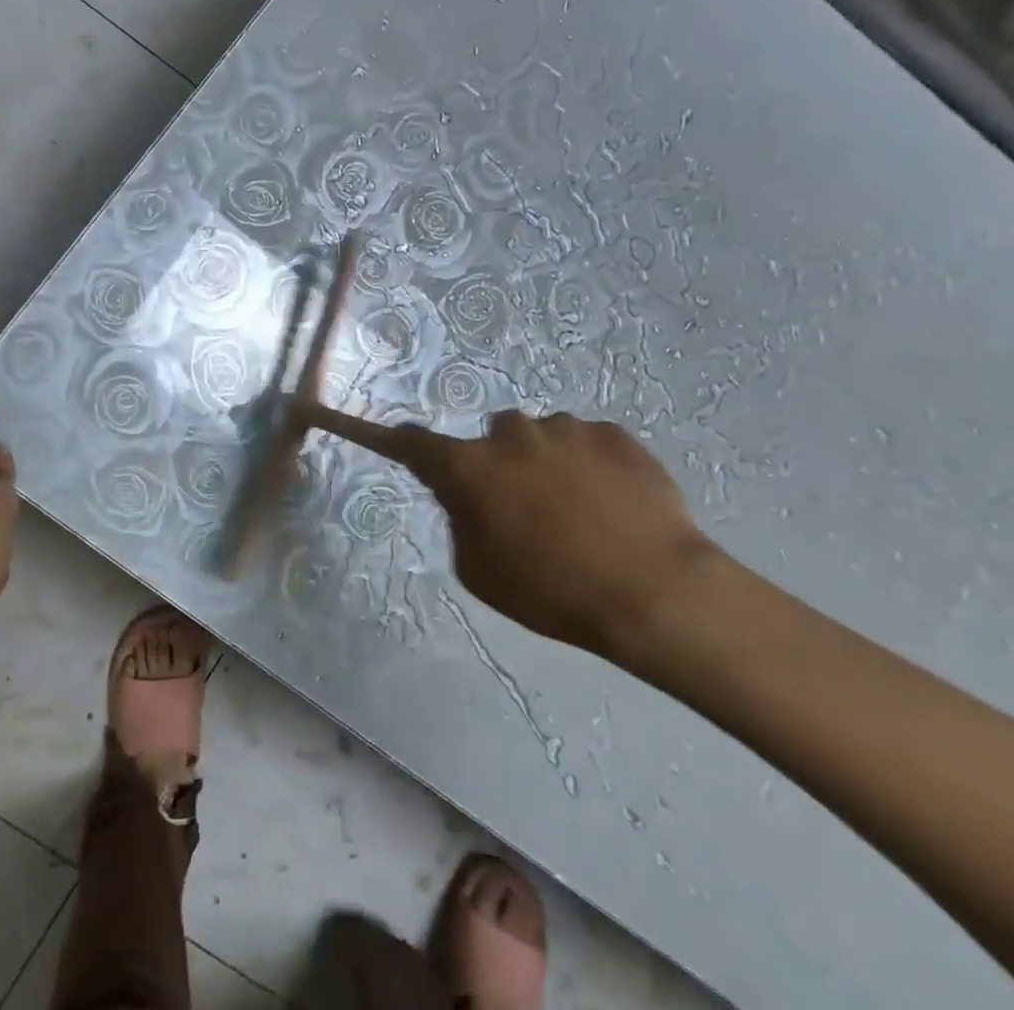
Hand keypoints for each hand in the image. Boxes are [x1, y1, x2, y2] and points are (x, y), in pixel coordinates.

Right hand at [296, 403, 714, 657]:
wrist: (656, 592)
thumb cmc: (553, 591)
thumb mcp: (481, 573)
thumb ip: (460, 523)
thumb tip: (466, 499)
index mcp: (470, 467)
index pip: (411, 443)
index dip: (382, 435)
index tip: (357, 422)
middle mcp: (510, 434)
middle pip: (490, 440)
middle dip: (499, 465)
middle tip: (527, 511)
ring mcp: (566, 428)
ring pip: (542, 439)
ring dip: (548, 465)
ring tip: (583, 514)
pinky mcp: (614, 434)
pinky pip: (588, 442)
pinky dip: (591, 465)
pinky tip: (614, 505)